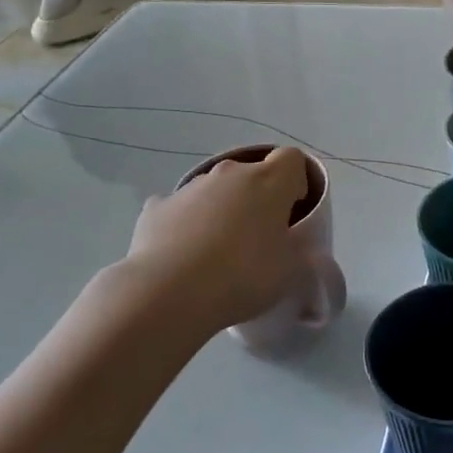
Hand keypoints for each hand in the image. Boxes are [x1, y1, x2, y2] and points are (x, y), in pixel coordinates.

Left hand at [124, 149, 311, 332]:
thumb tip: (289, 242)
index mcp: (269, 182)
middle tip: (257, 238)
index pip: (292, 159)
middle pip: (251, 174)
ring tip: (216, 254)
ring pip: (214, 191)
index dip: (296, 181)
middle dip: (257, 198)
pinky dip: (185, 224)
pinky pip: (180, 209)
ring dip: (221, 211)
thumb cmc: (243, 277)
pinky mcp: (157, 206)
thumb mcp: (289, 271)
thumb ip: (296, 249)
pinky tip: (182, 255)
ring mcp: (189, 187)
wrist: (169, 293)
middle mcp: (229, 174)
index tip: (292, 211)